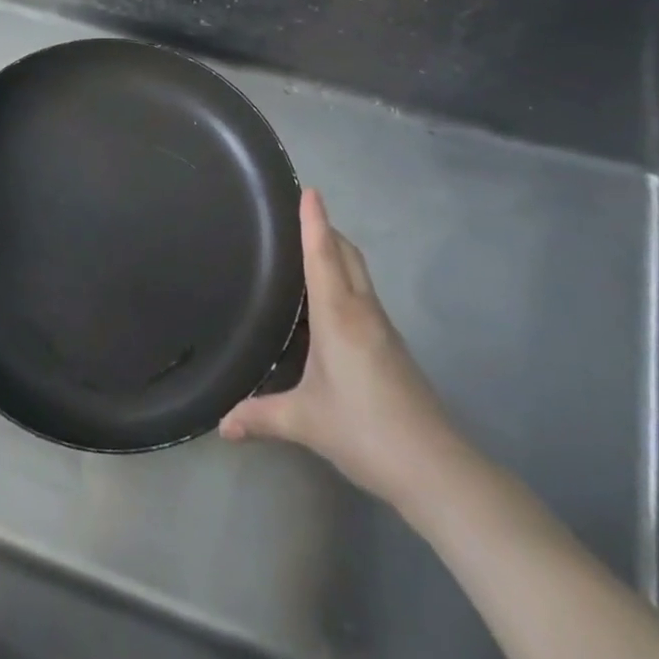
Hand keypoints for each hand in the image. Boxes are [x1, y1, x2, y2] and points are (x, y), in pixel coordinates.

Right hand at [219, 188, 461, 508]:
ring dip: (337, 253)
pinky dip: (345, 280)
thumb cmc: (365, 431)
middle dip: (326, 229)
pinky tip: (328, 303)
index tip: (309, 189)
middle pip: (346, 254)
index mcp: (338, 315)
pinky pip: (363, 295)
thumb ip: (261, 416)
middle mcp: (362, 311)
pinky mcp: (392, 346)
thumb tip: (221, 425)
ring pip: (358, 273)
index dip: (314, 221)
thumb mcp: (305, 422)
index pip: (323, 254)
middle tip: (297, 214)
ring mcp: (382, 328)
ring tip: (307, 250)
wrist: (436, 469)